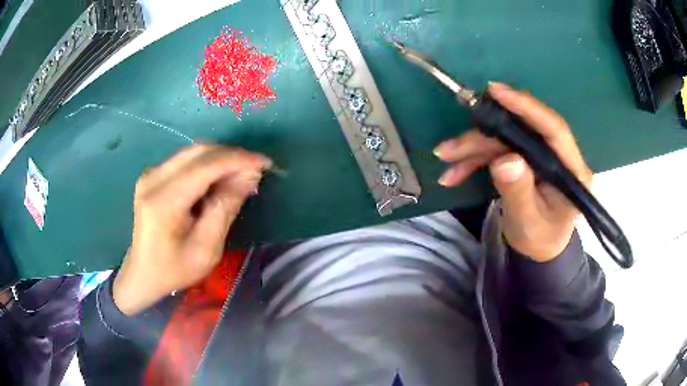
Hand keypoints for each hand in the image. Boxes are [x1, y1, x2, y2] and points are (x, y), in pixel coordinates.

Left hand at [113, 145, 271, 314]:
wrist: (143, 273)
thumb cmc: (175, 269)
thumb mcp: (207, 249)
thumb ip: (225, 208)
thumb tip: (249, 176)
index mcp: (164, 202)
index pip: (205, 166)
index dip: (238, 160)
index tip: (265, 163)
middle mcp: (154, 179)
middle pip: (199, 152)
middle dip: (231, 156)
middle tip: (255, 170)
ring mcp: (151, 174)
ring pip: (193, 151)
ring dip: (220, 158)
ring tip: (241, 174)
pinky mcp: (153, 175)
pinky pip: (185, 159)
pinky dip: (207, 163)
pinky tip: (219, 178)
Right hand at [434, 82, 592, 261]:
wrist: (539, 248)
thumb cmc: (539, 239)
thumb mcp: (528, 222)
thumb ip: (519, 192)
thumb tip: (504, 160)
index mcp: (572, 173)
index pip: (554, 130)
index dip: (527, 107)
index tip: (497, 92)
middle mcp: (559, 157)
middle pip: (520, 132)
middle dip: (483, 138)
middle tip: (451, 147)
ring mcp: (541, 155)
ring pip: (504, 139)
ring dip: (473, 149)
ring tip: (446, 162)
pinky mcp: (526, 157)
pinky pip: (497, 150)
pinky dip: (474, 160)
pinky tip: (455, 173)